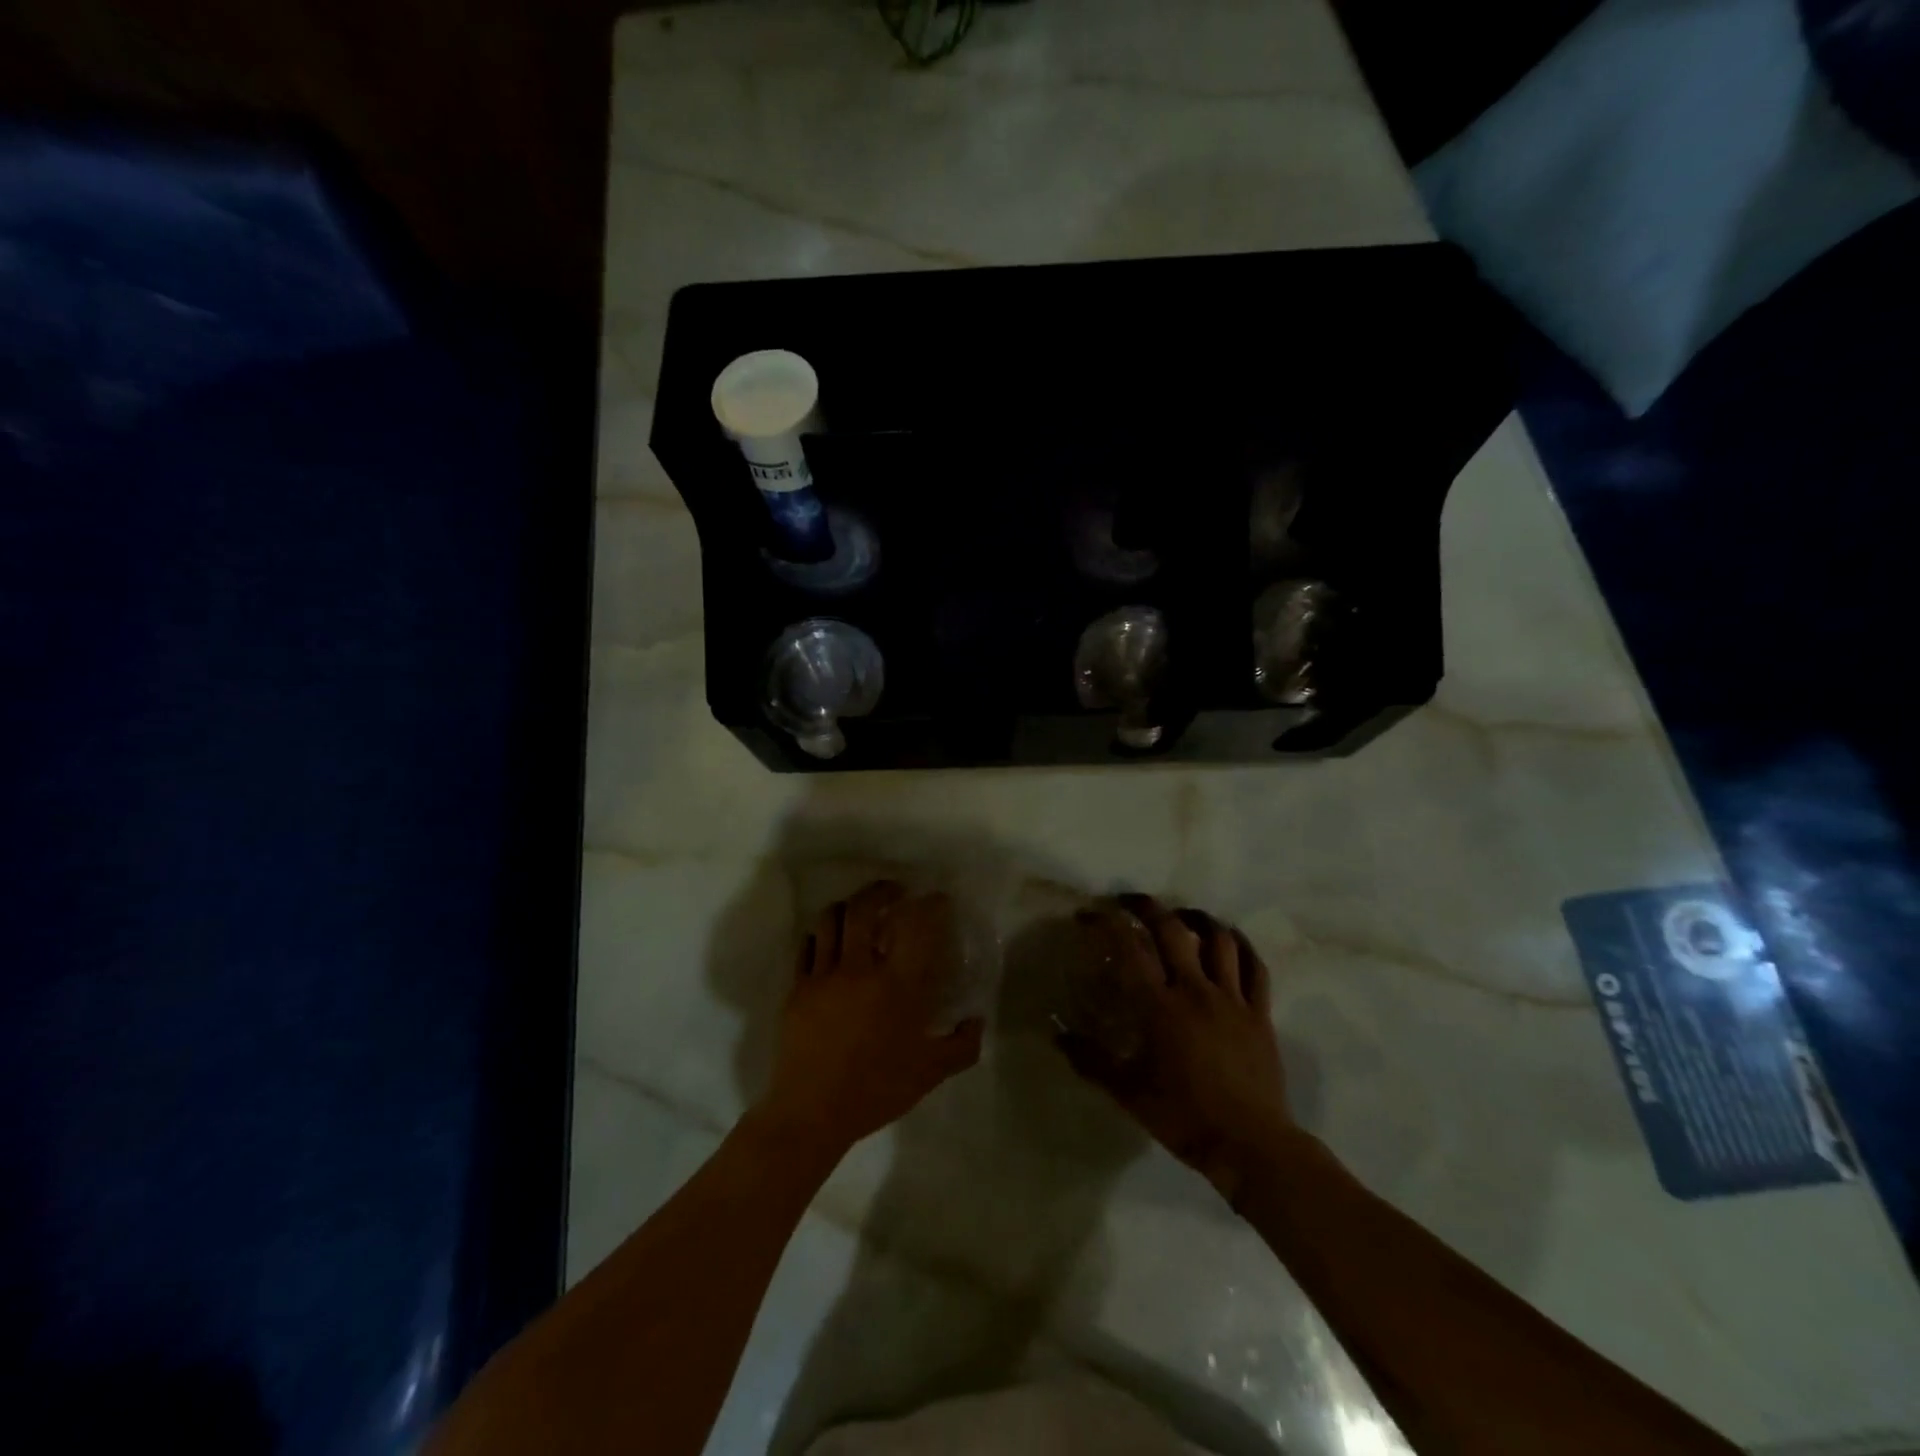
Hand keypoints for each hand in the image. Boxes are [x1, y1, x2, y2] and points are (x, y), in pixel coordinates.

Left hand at [760, 880, 984, 1156]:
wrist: (811, 1113)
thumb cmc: (875, 1091)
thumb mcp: (929, 1073)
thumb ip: (961, 1046)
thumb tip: (978, 1021)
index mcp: (897, 985)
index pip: (917, 927)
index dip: (930, 905)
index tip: (938, 899)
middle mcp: (860, 969)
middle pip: (865, 908)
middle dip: (881, 890)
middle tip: (895, 891)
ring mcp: (824, 975)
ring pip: (831, 919)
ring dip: (849, 906)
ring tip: (860, 910)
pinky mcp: (798, 988)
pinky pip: (808, 946)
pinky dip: (821, 934)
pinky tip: (830, 940)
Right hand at [1057, 894, 1292, 1198]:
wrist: (1250, 1146)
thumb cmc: (1184, 1117)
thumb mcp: (1128, 1092)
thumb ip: (1091, 1060)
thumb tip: (1056, 1034)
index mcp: (1160, 1006)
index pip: (1129, 947)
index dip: (1106, 922)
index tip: (1089, 914)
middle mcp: (1196, 990)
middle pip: (1172, 929)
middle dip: (1147, 907)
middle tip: (1130, 902)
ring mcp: (1232, 999)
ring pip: (1219, 940)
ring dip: (1197, 919)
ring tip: (1182, 916)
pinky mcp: (1260, 1013)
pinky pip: (1255, 967)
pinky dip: (1242, 947)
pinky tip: (1230, 941)